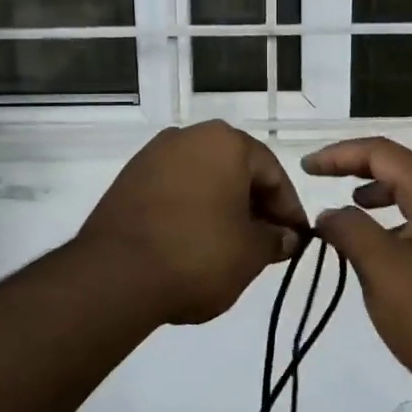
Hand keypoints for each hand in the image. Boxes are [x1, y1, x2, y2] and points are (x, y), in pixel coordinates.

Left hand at [80, 121, 308, 324]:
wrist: (114, 275)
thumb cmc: (197, 255)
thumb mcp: (250, 253)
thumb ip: (275, 239)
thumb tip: (286, 236)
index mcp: (225, 142)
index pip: (272, 173)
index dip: (289, 210)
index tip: (297, 240)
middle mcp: (188, 136)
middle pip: (236, 170)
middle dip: (255, 205)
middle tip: (267, 243)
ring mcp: (153, 155)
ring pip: (204, 178)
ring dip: (222, 206)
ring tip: (231, 245)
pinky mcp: (128, 179)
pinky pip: (174, 189)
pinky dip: (191, 209)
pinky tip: (194, 240)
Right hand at [302, 137, 411, 402]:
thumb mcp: (381, 269)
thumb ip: (350, 230)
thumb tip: (329, 214)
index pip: (383, 153)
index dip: (341, 154)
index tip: (307, 167)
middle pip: (402, 169)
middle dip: (359, 169)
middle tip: (325, 180)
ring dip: (378, 196)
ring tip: (351, 211)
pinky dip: (395, 223)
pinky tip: (381, 251)